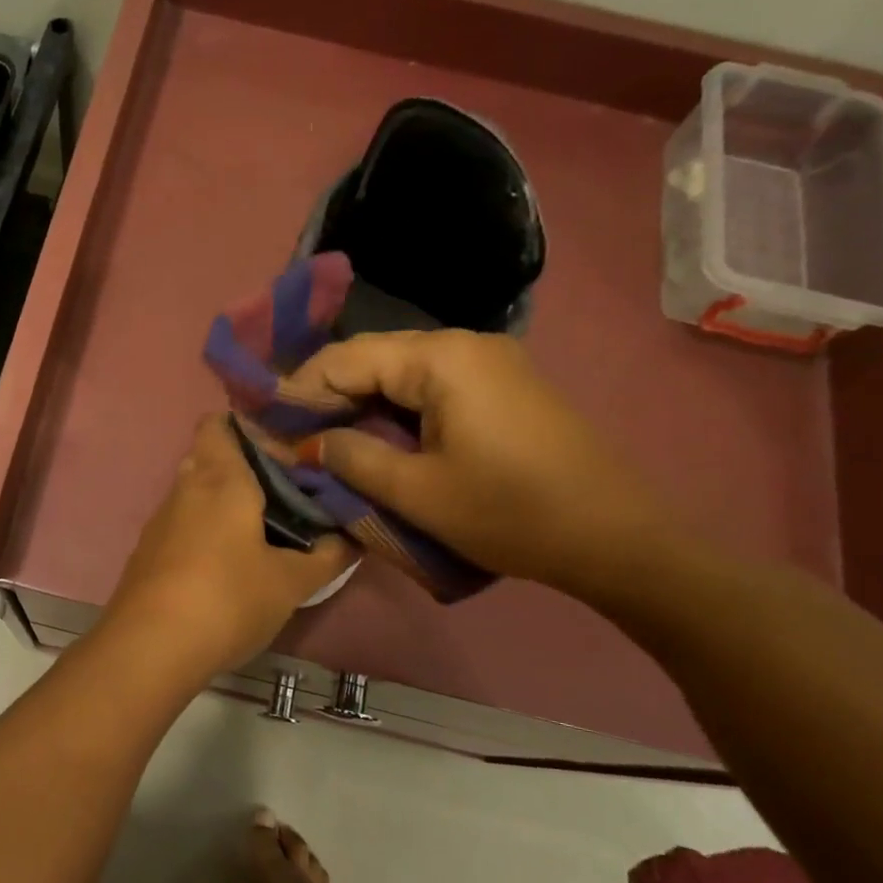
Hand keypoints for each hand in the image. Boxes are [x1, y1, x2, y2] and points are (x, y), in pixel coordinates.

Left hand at [104, 416, 353, 675]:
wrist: (149, 648)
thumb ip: (326, 557)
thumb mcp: (290, 582)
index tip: (286, 454)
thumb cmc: (227, 600)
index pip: (220, 423)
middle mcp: (184, 488)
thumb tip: (351, 539)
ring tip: (264, 531)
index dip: (250, 429)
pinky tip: (228, 564)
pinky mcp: (147, 552)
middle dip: (245, 470)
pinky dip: (205, 531)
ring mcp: (160, 521)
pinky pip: (182, 524)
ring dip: (225, 503)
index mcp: (220, 478)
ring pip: (195, 493)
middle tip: (285, 495)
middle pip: (210, 457)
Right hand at [279, 330, 673, 595]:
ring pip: (400, 372)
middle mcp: (463, 344)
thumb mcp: (417, 491)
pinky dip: (394, 409)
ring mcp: (488, 362)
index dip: (299, 390)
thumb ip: (351, 458)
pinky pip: (430, 385)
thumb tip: (307, 444)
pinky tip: (375, 437)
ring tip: (323, 440)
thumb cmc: (510, 513)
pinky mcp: (502, 386)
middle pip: (373, 357)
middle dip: (327, 394)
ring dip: (359, 403)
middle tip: (289, 435)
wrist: (617, 538)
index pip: (346, 358)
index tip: (265, 425)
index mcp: (440, 358)